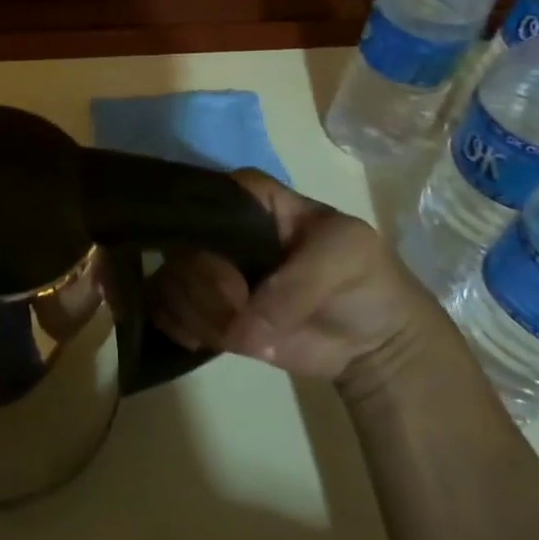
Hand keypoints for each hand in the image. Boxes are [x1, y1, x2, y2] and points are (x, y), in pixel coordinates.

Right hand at [150, 170, 440, 387]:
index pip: (205, 198)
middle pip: (181, 247)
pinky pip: (165, 310)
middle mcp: (218, 230)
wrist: (373, 341)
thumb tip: (243, 326)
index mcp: (250, 200)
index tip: (234, 276)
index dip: (208, 234)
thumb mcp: (346, 257)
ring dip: (200, 315)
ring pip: (171, 282)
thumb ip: (297, 284)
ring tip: (238, 334)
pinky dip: (181, 328)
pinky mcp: (203, 309)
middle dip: (206, 288)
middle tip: (241, 312)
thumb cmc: (363, 280)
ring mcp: (208, 272)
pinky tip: (208, 341)